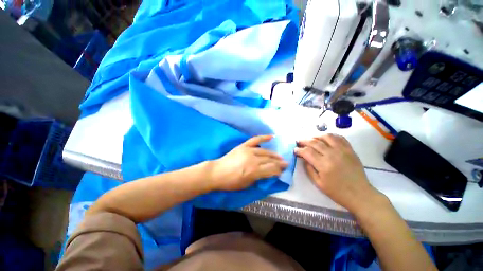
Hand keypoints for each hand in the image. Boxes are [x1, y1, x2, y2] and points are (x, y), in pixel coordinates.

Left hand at [211, 135, 287, 190]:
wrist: (217, 172)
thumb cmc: (231, 182)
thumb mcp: (247, 184)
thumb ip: (259, 178)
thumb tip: (267, 173)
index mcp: (254, 171)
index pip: (271, 169)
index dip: (278, 170)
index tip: (283, 171)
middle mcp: (253, 160)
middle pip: (270, 160)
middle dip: (279, 162)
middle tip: (285, 163)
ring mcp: (248, 151)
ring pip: (265, 151)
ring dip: (274, 154)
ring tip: (280, 156)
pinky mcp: (244, 146)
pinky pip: (255, 140)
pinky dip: (264, 137)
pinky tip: (272, 136)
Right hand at [294, 134, 382, 213]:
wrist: (360, 194)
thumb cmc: (337, 192)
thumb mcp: (318, 183)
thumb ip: (309, 169)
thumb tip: (304, 158)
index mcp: (323, 165)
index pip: (307, 152)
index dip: (299, 150)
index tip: (295, 150)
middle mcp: (332, 155)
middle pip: (314, 142)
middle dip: (304, 141)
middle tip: (298, 142)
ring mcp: (342, 151)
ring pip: (326, 136)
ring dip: (316, 136)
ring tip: (310, 138)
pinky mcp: (350, 150)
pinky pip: (339, 138)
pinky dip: (330, 135)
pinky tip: (325, 138)